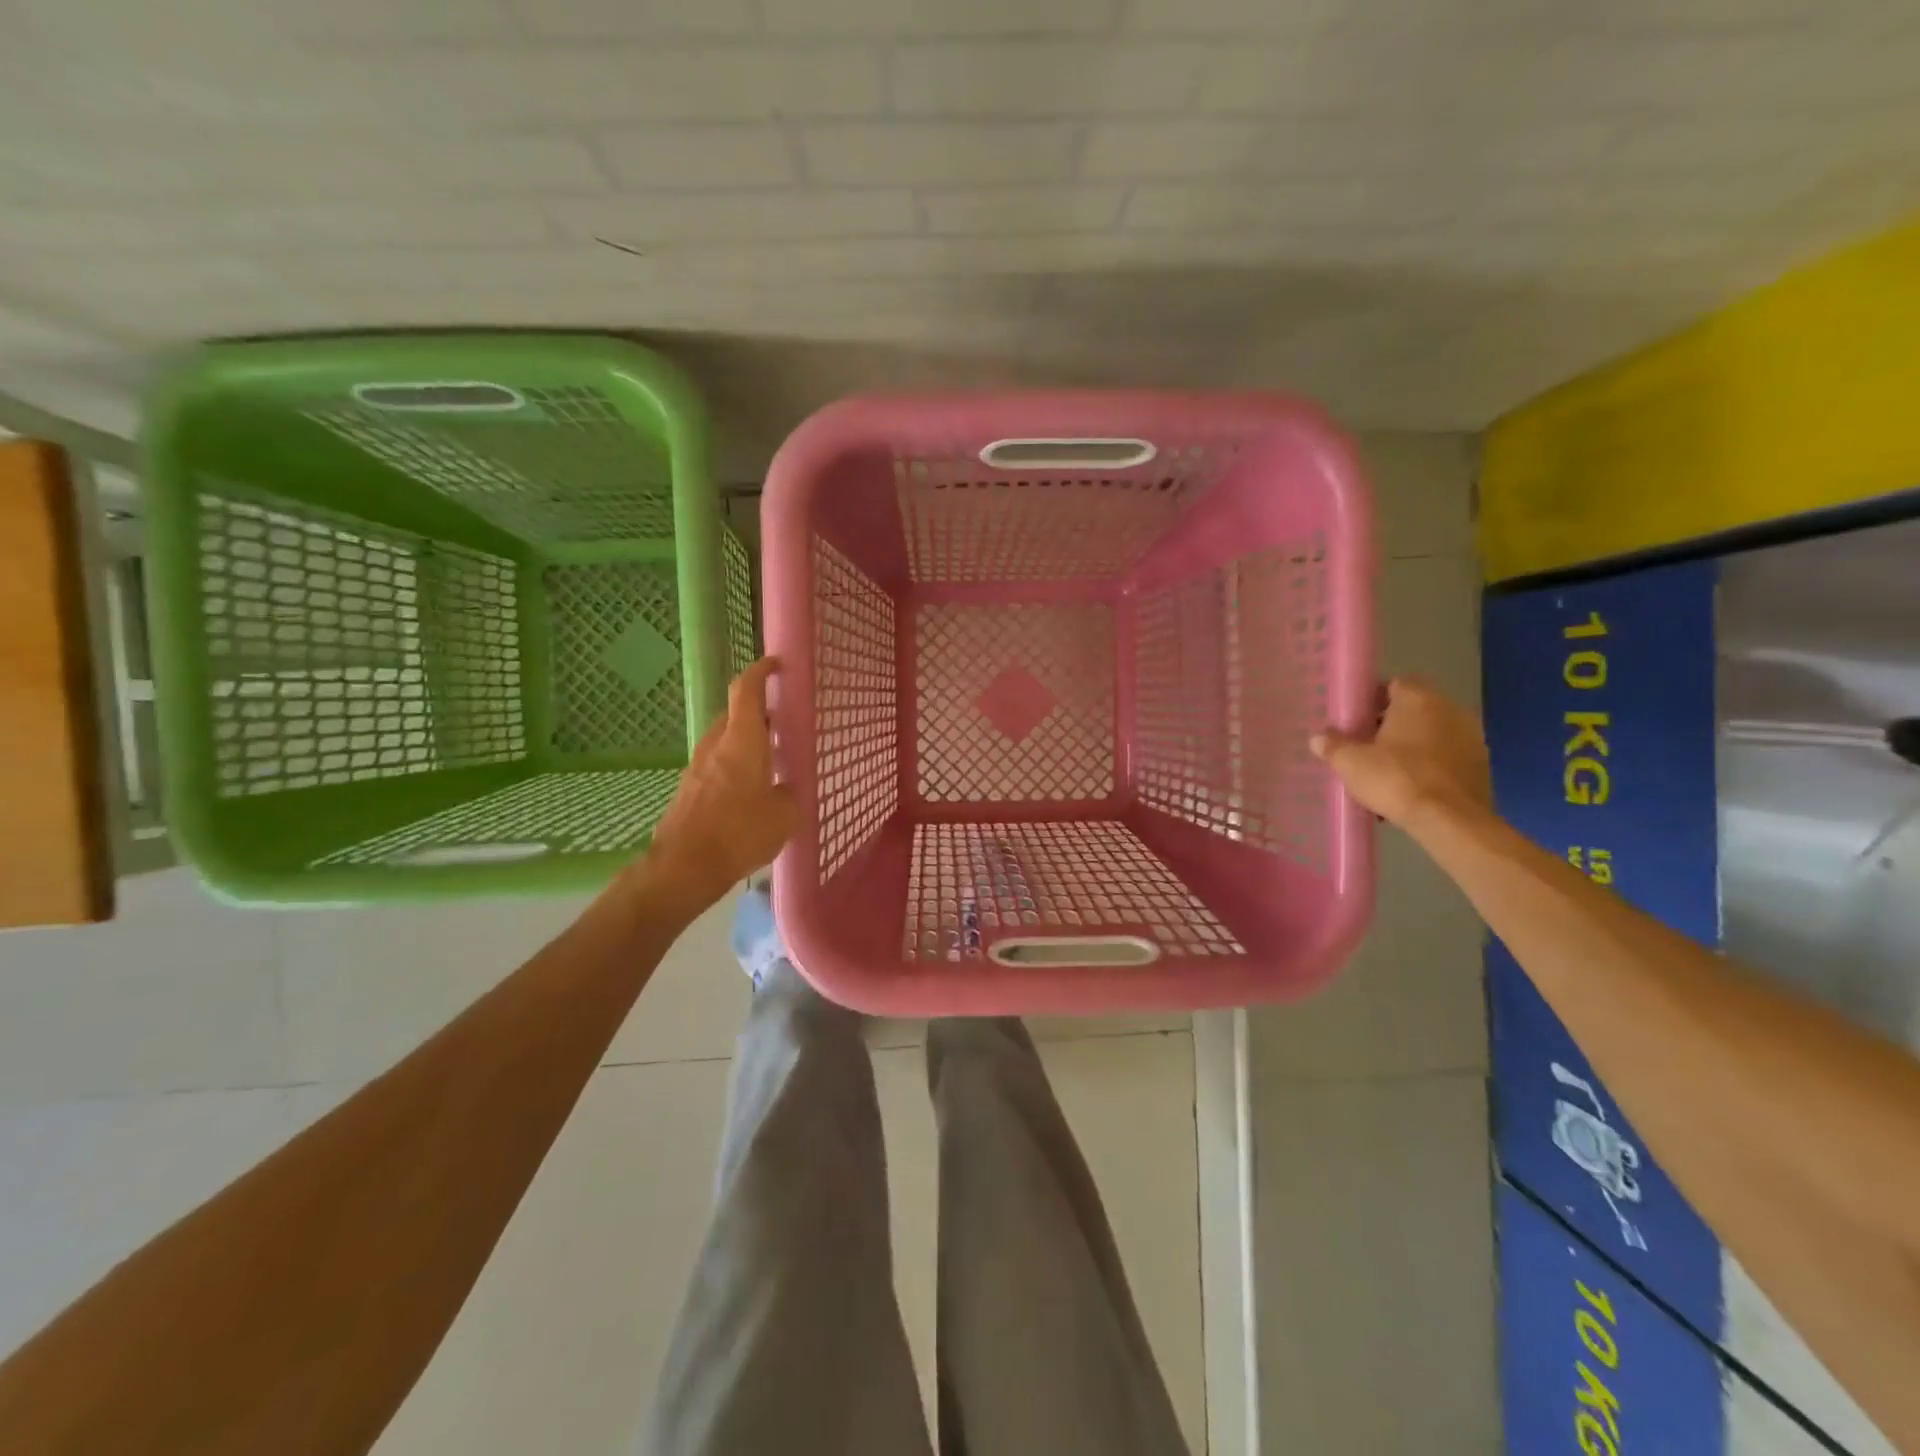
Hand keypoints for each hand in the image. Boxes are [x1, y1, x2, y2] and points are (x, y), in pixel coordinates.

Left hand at [642, 657, 797, 909]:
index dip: (761, 671)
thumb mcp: (784, 815)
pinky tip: (750, 788)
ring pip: (725, 739)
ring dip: (746, 740)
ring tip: (771, 758)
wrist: (684, 866)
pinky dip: (735, 763)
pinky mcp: (689, 788)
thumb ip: (788, 793)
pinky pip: (716, 763)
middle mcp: (717, 744)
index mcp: (743, 740)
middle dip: (759, 712)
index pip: (746, 689)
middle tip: (783, 722)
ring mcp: (698, 766)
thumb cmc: (740, 833)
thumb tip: (784, 789)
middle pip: (735, 713)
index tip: (776, 665)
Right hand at [1311, 676, 1490, 831]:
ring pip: (1431, 734)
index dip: (1372, 701)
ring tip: (1388, 772)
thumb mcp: (1350, 763)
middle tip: (1367, 747)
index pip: (1393, 684)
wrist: (1450, 821)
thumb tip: (1319, 738)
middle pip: (1413, 710)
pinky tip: (1412, 788)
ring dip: (1412, 746)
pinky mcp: (1481, 764)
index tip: (1355, 721)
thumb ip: (1332, 746)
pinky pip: (1447, 757)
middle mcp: (1449, 709)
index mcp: (1417, 699)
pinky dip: (1430, 766)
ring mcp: (1471, 737)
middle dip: (1390, 725)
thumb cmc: (1396, 780)